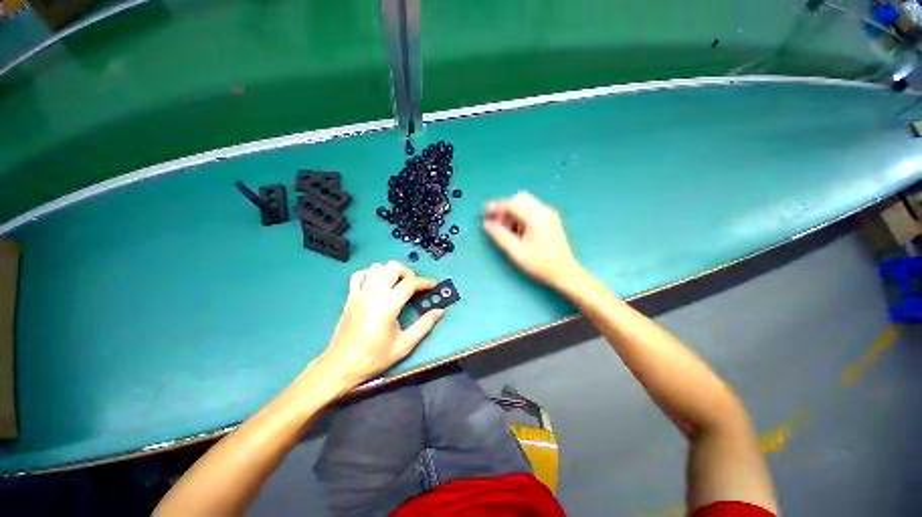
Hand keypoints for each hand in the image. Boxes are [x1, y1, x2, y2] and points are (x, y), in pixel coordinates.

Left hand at [317, 261, 443, 387]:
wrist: (341, 366)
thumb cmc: (373, 357)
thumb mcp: (404, 345)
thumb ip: (424, 325)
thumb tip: (439, 311)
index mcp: (388, 306)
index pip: (410, 283)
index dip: (425, 282)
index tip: (433, 285)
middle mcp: (373, 294)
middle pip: (393, 267)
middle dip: (408, 272)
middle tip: (414, 286)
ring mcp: (359, 294)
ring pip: (377, 267)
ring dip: (390, 272)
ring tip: (397, 285)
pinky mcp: (350, 297)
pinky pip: (359, 275)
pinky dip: (370, 274)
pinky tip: (377, 284)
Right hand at [483, 191, 582, 289]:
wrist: (565, 273)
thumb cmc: (539, 263)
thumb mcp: (515, 251)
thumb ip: (499, 235)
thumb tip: (486, 224)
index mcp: (536, 216)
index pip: (512, 203)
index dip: (495, 207)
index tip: (482, 213)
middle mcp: (544, 210)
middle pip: (519, 199)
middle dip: (504, 208)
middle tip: (495, 223)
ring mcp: (549, 214)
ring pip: (525, 203)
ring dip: (512, 212)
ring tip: (504, 229)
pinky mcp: (550, 219)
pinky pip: (531, 210)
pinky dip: (520, 216)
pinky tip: (516, 230)